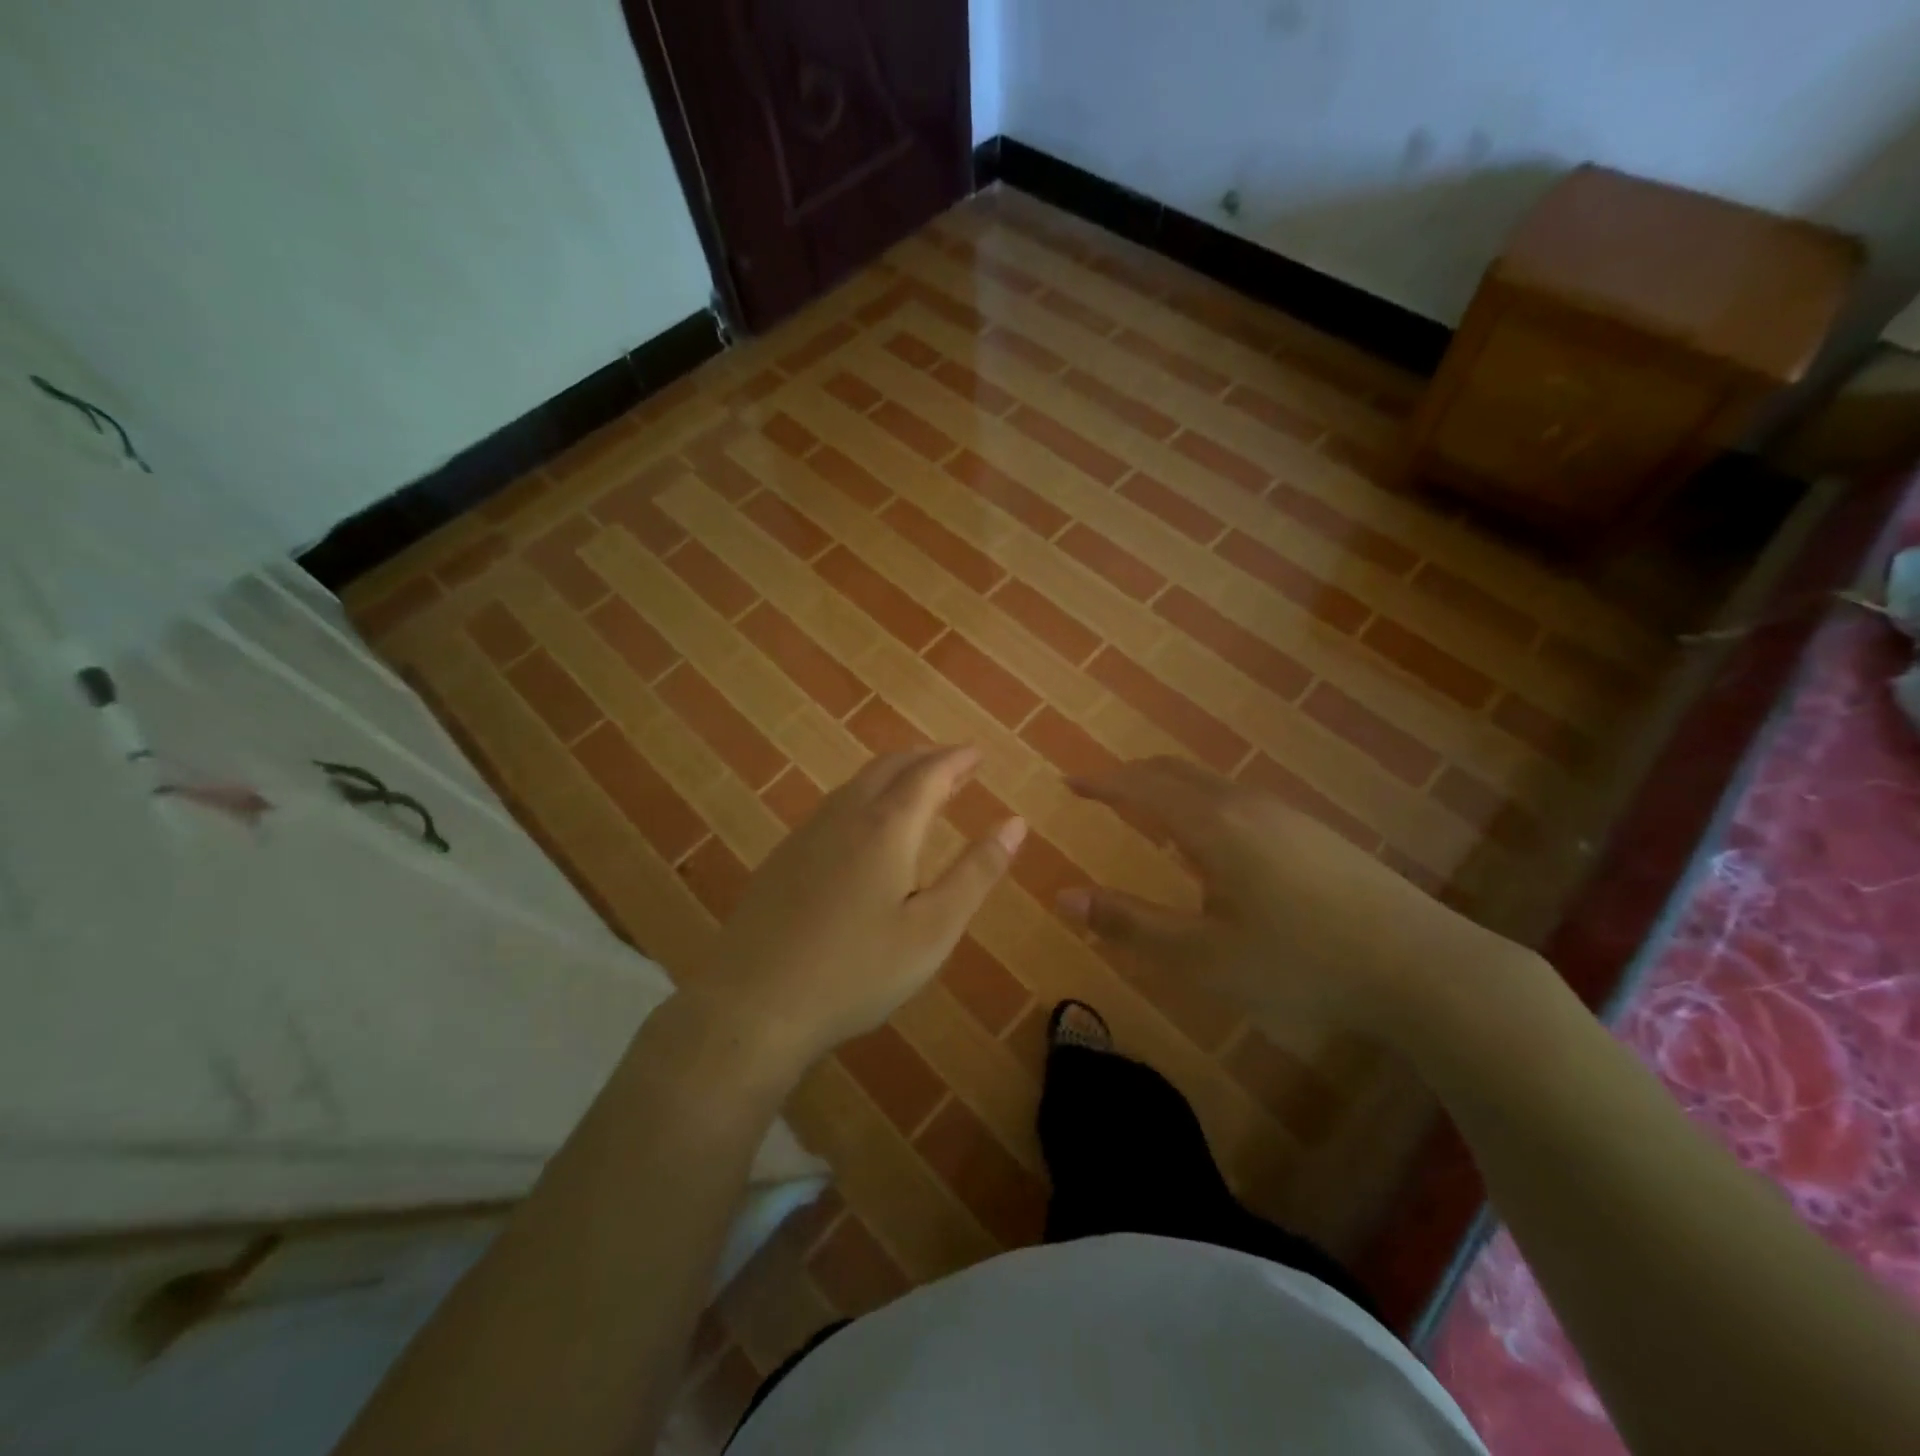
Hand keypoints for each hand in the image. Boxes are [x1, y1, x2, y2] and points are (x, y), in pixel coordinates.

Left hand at [691, 745, 1024, 1074]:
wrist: (753, 1005)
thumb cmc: (857, 971)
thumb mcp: (933, 929)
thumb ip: (975, 873)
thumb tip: (1015, 824)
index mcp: (887, 827)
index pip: (929, 774)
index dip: (957, 760)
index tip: (979, 753)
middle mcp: (845, 816)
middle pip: (890, 767)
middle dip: (927, 759)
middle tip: (955, 764)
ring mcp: (807, 835)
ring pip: (857, 784)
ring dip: (894, 775)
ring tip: (918, 787)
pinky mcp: (783, 857)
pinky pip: (835, 806)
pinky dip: (866, 796)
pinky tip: (866, 827)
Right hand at [1059, 757, 1524, 1043]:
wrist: (1422, 965)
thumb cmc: (1300, 962)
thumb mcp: (1202, 957)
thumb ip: (1129, 925)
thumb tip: (1063, 896)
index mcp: (1212, 825)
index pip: (1141, 787)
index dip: (1100, 783)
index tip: (1067, 782)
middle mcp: (1245, 804)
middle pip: (1175, 772)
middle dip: (1130, 776)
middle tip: (1099, 790)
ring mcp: (1285, 814)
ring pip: (1209, 784)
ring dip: (1168, 788)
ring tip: (1146, 811)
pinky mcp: (1313, 833)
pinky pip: (1236, 800)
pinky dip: (1200, 803)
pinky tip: (1211, 842)